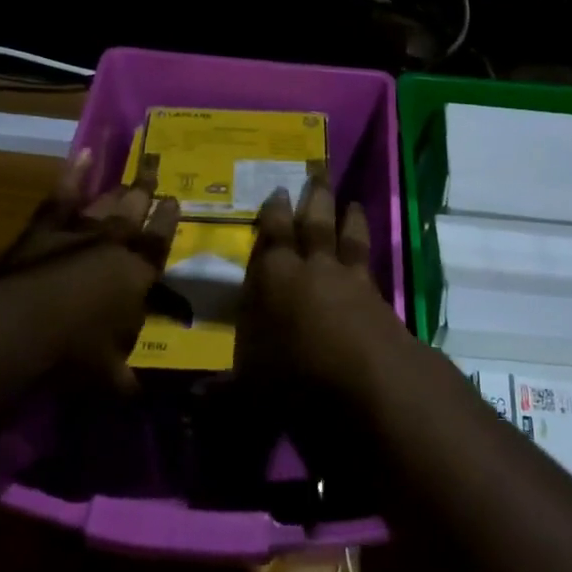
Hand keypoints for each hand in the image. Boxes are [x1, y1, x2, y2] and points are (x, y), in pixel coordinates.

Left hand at [0, 152, 178, 394]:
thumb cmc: (72, 354)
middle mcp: (114, 245)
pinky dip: (73, 173)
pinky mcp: (44, 228)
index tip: (175, 200)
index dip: (168, 220)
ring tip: (135, 166)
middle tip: (155, 168)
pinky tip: (82, 153)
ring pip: (107, 201)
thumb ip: (129, 380)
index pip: (159, 241)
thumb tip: (143, 396)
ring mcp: (78, 231)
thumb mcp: (110, 377)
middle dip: (147, 189)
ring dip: (121, 185)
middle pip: (136, 210)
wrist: (18, 327)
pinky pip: (63, 195)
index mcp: (138, 275)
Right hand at [236, 181, 406, 400]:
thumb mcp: (252, 389)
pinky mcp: (377, 296)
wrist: (370, 383)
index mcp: (275, 278)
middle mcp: (312, 268)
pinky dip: (368, 247)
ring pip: (346, 236)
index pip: (272, 237)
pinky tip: (369, 245)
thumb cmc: (298, 377)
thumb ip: (224, 391)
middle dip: (313, 198)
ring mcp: (349, 279)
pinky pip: (369, 260)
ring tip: (351, 201)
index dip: (274, 214)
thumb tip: (194, 400)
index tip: (277, 191)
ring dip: (348, 216)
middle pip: (314, 223)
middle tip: (316, 172)